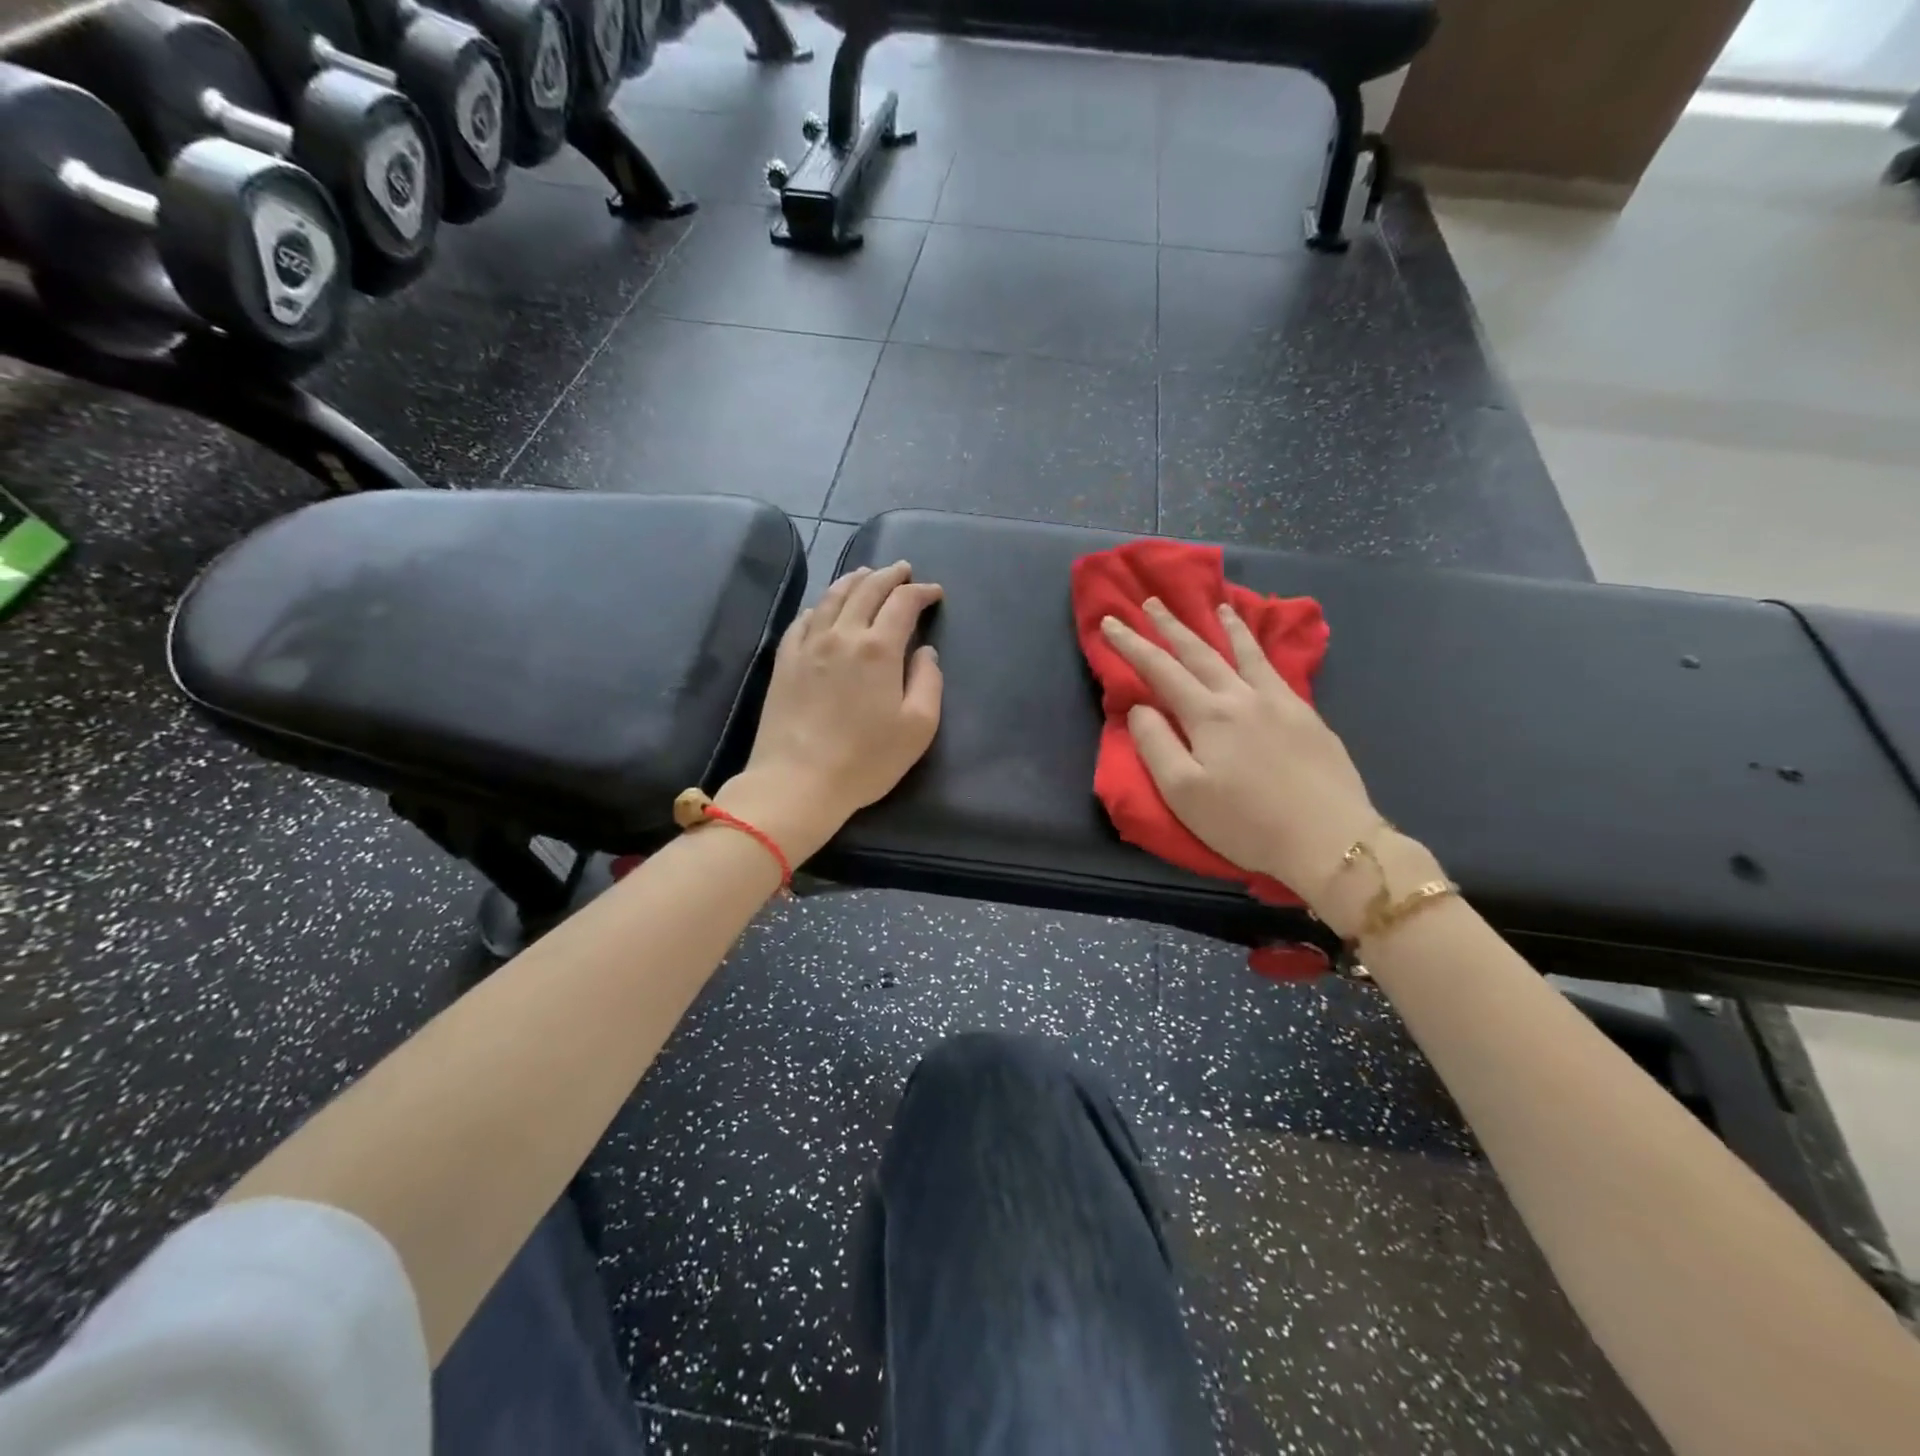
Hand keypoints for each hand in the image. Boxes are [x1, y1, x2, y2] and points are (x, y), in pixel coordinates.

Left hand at [718, 562, 943, 862]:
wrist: (797, 781)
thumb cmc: (866, 759)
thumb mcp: (918, 727)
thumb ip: (928, 682)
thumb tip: (925, 652)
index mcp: (879, 648)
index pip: (903, 603)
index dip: (921, 592)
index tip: (934, 592)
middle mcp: (842, 635)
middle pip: (867, 590)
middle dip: (889, 576)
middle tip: (903, 570)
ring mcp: (808, 645)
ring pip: (832, 597)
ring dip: (854, 581)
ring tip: (866, 574)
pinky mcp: (784, 661)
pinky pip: (804, 620)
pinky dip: (821, 605)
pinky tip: (824, 608)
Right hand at [1100, 597, 1378, 907]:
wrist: (1329, 840)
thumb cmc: (1246, 823)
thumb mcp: (1183, 793)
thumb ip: (1156, 744)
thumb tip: (1140, 707)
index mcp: (1209, 715)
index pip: (1160, 670)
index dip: (1132, 645)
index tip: (1110, 622)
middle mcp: (1243, 697)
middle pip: (1201, 653)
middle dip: (1172, 626)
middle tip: (1152, 602)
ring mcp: (1281, 703)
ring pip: (1247, 653)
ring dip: (1226, 627)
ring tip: (1217, 605)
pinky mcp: (1308, 717)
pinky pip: (1277, 669)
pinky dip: (1261, 650)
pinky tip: (1261, 650)